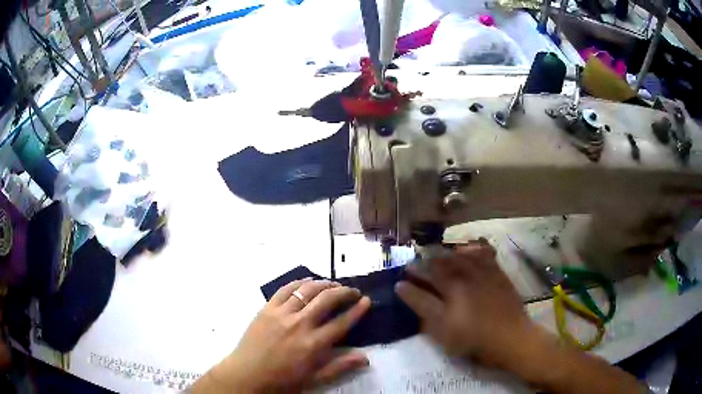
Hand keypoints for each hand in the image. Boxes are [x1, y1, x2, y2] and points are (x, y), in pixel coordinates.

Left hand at [193, 278, 371, 392]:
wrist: (246, 375)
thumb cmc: (282, 381)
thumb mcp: (314, 379)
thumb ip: (340, 367)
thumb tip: (365, 357)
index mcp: (313, 344)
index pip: (342, 322)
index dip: (357, 310)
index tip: (366, 300)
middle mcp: (300, 324)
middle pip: (327, 299)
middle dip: (344, 292)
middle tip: (353, 291)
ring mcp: (281, 313)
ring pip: (307, 290)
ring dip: (324, 284)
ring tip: (333, 285)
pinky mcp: (267, 308)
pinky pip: (286, 289)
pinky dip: (299, 282)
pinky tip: (307, 282)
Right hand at [395, 239, 539, 369]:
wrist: (511, 337)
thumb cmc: (473, 338)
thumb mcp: (442, 329)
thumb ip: (422, 306)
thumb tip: (402, 286)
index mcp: (451, 286)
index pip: (426, 274)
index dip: (413, 273)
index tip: (404, 273)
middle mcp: (466, 273)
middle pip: (443, 262)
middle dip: (428, 261)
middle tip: (419, 264)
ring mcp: (484, 271)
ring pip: (461, 254)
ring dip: (446, 254)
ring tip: (439, 257)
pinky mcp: (498, 273)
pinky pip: (484, 253)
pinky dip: (473, 249)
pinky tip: (467, 250)